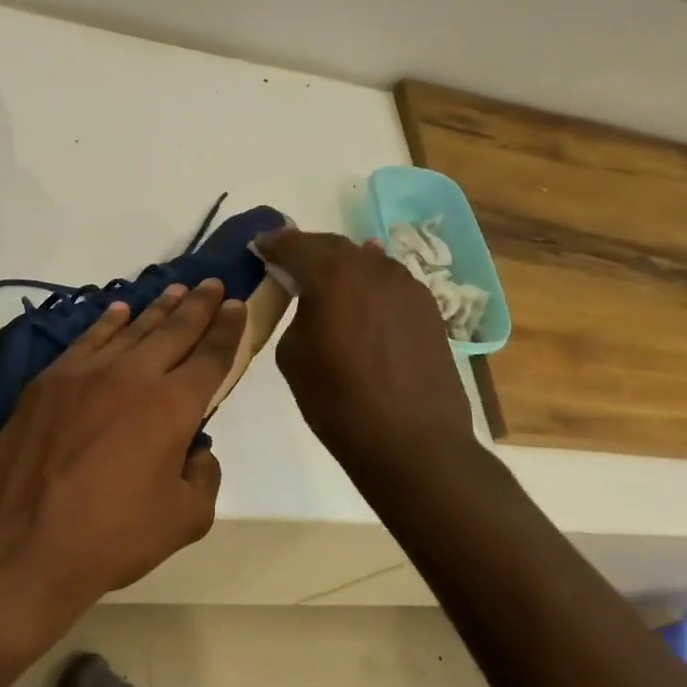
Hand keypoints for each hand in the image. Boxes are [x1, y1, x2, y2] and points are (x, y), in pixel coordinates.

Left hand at [0, 279, 246, 625]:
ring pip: (130, 330)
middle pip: (174, 331)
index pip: (211, 356)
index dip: (229, 329)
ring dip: (157, 308)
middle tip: (212, 285)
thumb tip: (195, 450)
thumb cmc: (111, 537)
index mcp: (172, 406)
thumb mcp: (184, 519)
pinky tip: (119, 311)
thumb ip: (203, 477)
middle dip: (198, 306)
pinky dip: (107, 323)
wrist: (22, 545)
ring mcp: (84, 373)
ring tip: (175, 291)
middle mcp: (132, 376)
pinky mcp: (47, 382)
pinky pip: (87, 340)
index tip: (238, 305)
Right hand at [253, 228, 476, 470]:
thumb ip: (297, 314)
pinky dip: (367, 284)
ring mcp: (407, 285)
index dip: (272, 244)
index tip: (258, 246)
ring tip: (323, 281)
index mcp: (332, 275)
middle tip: (286, 260)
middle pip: (332, 246)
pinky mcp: (428, 307)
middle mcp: (372, 268)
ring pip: (365, 261)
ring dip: (341, 266)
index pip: (294, 244)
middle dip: (306, 250)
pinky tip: (360, 298)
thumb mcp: (293, 356)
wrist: (412, 442)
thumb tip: (310, 302)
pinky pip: (389, 283)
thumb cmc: (338, 402)